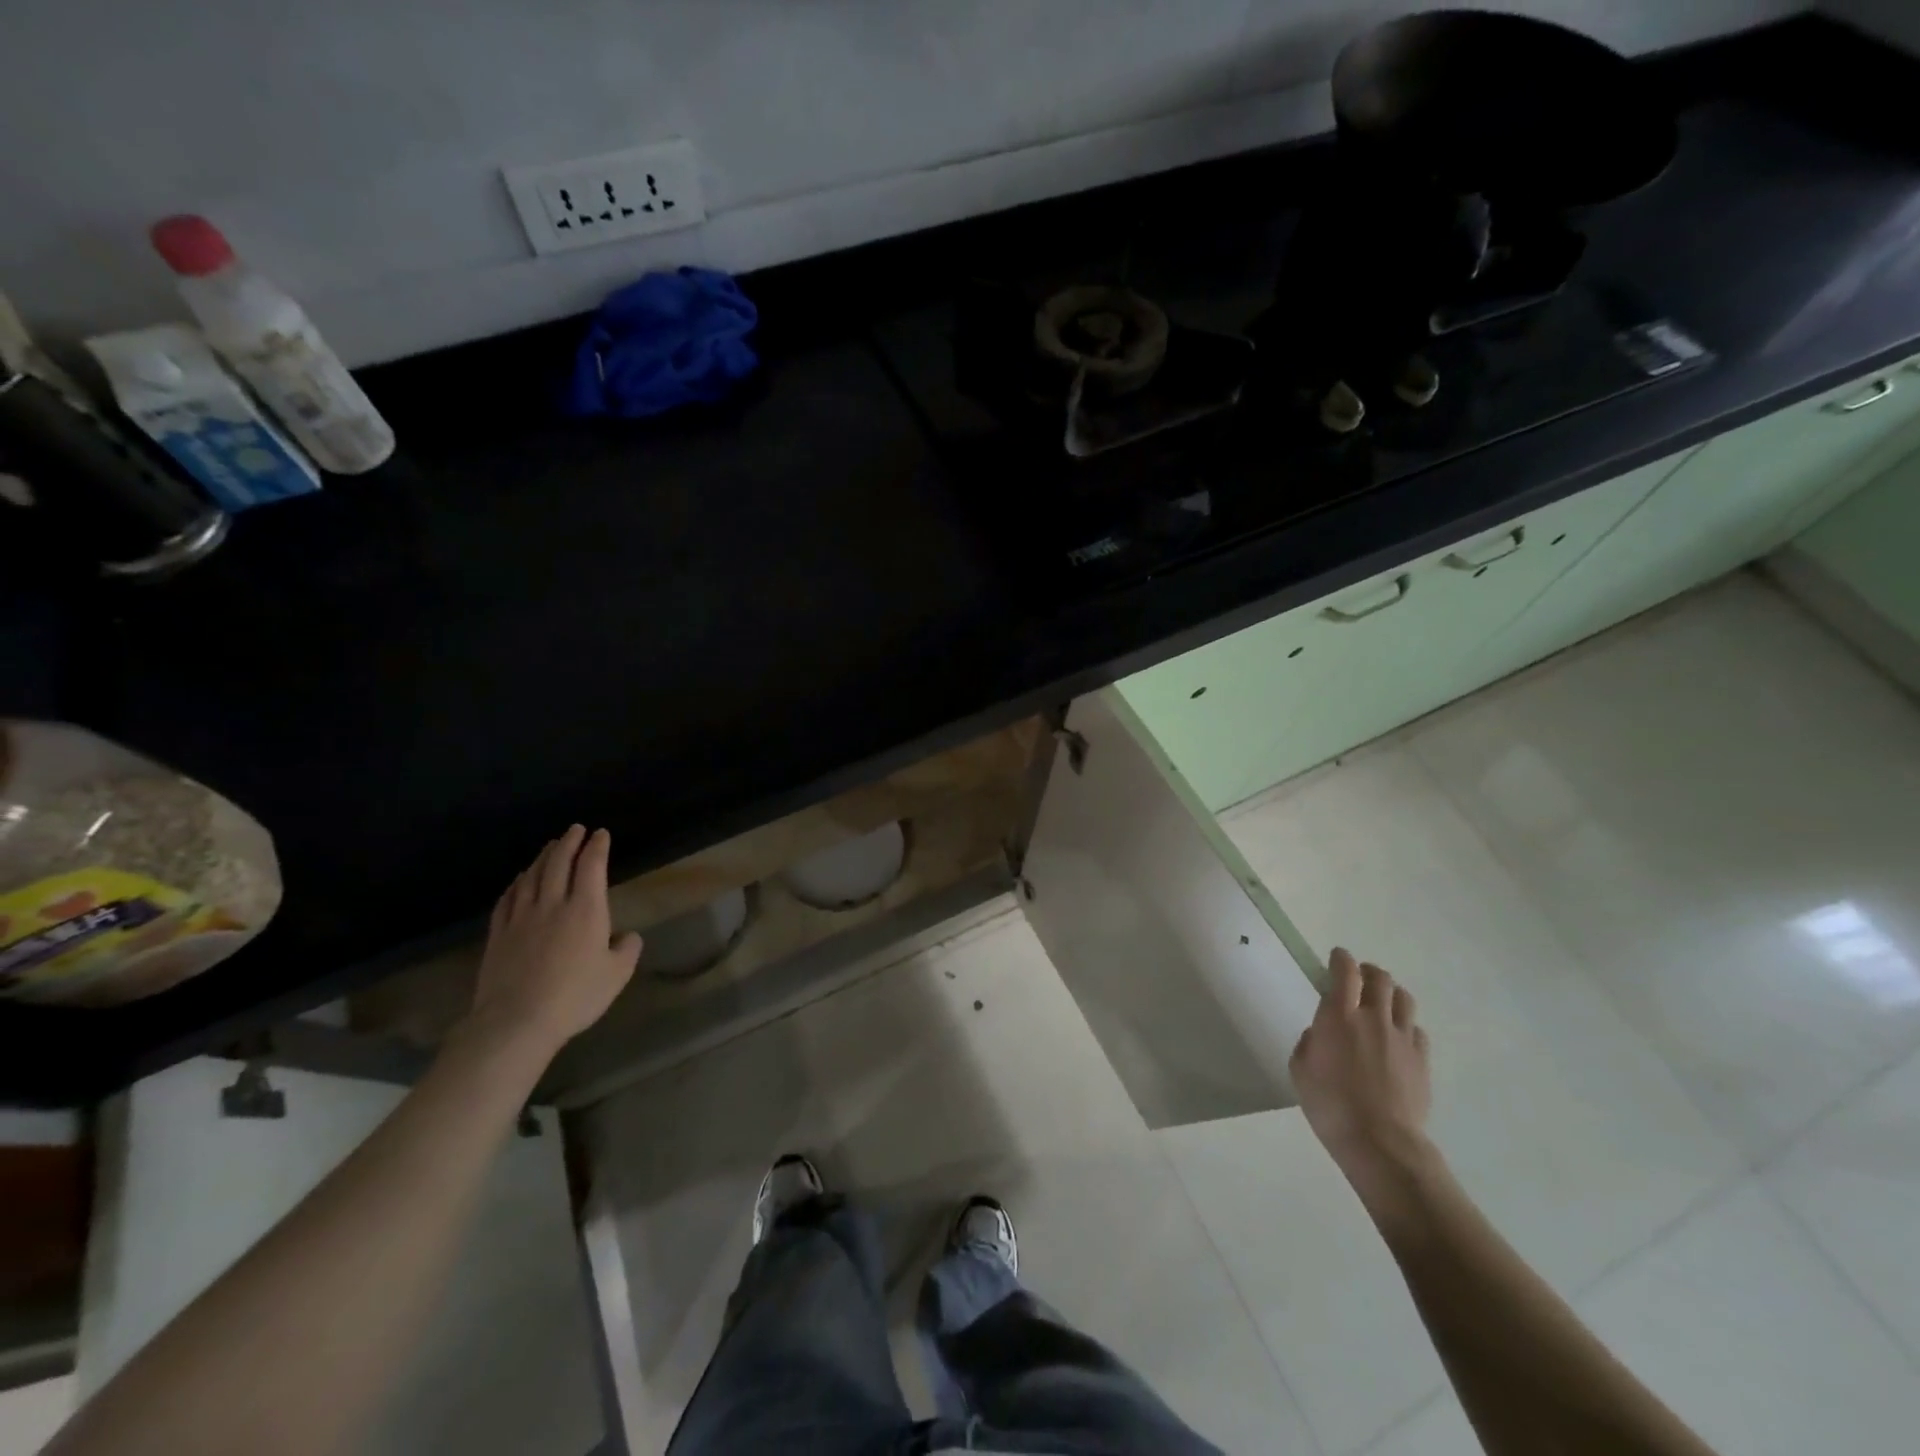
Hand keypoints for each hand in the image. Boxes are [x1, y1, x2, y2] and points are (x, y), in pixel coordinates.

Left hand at [465, 825, 643, 1058]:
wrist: (516, 1021)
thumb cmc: (575, 996)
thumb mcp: (617, 975)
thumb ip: (627, 950)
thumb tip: (628, 936)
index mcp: (586, 910)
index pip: (592, 866)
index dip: (597, 847)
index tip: (601, 834)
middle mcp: (553, 904)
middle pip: (559, 863)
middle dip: (569, 842)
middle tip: (575, 829)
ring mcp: (521, 918)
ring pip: (532, 877)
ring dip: (543, 857)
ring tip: (550, 847)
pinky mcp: (499, 934)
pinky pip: (508, 899)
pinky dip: (517, 883)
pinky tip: (520, 880)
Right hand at [1290, 948, 1432, 1183]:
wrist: (1380, 1142)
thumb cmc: (1330, 1105)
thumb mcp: (1300, 1069)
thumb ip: (1309, 1042)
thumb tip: (1321, 1034)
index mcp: (1338, 1016)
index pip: (1345, 972)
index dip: (1341, 959)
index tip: (1336, 957)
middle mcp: (1372, 1017)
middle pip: (1379, 978)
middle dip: (1367, 971)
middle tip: (1359, 977)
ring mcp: (1402, 1037)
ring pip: (1403, 998)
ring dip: (1390, 992)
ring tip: (1381, 1000)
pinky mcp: (1421, 1059)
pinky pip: (1415, 1028)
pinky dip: (1405, 1023)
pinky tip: (1397, 1036)